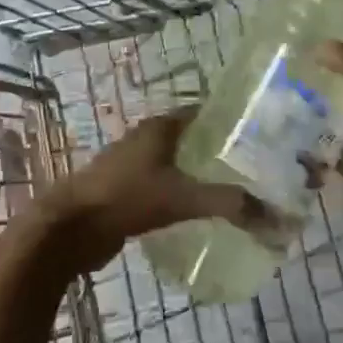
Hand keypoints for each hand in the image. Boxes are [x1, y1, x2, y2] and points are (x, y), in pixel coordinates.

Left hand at [37, 110, 272, 272]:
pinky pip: (167, 185)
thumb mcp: (181, 198)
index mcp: (161, 126)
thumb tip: (275, 215)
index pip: (206, 112)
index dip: (233, 120)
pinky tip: (205, 211)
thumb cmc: (125, 198)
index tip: (264, 134)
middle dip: (223, 150)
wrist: (68, 229)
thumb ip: (227, 203)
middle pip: (195, 138)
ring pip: (180, 163)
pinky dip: (186, 192)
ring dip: (204, 173)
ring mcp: (136, 164)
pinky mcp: (129, 190)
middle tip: (259, 167)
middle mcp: (149, 138)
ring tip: (239, 190)